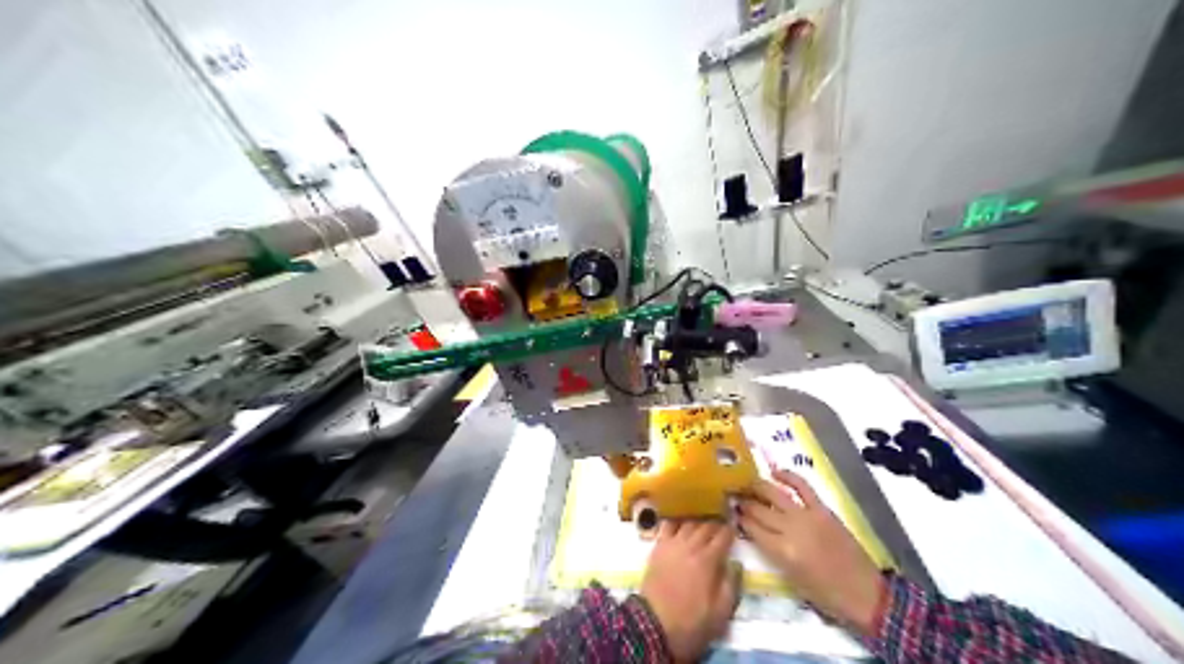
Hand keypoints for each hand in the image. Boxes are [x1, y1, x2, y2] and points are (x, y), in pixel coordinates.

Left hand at [643, 522, 737, 660]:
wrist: (654, 625)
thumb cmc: (691, 622)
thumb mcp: (721, 612)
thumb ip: (731, 584)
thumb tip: (735, 564)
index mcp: (708, 561)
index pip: (723, 536)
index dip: (730, 532)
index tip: (734, 532)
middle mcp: (690, 546)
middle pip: (706, 526)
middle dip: (715, 527)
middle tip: (720, 531)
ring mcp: (672, 545)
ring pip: (688, 524)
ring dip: (698, 524)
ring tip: (702, 530)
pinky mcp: (657, 548)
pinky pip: (668, 526)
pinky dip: (676, 524)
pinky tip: (680, 530)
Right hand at [736, 469, 881, 635]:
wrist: (864, 592)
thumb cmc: (825, 594)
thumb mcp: (791, 579)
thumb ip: (771, 552)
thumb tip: (756, 532)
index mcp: (781, 551)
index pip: (751, 527)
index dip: (738, 518)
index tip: (728, 510)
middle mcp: (790, 529)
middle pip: (759, 510)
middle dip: (743, 501)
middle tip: (731, 494)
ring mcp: (807, 516)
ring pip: (774, 494)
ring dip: (757, 486)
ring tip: (745, 482)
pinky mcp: (822, 509)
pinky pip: (802, 487)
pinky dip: (788, 476)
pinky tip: (775, 472)